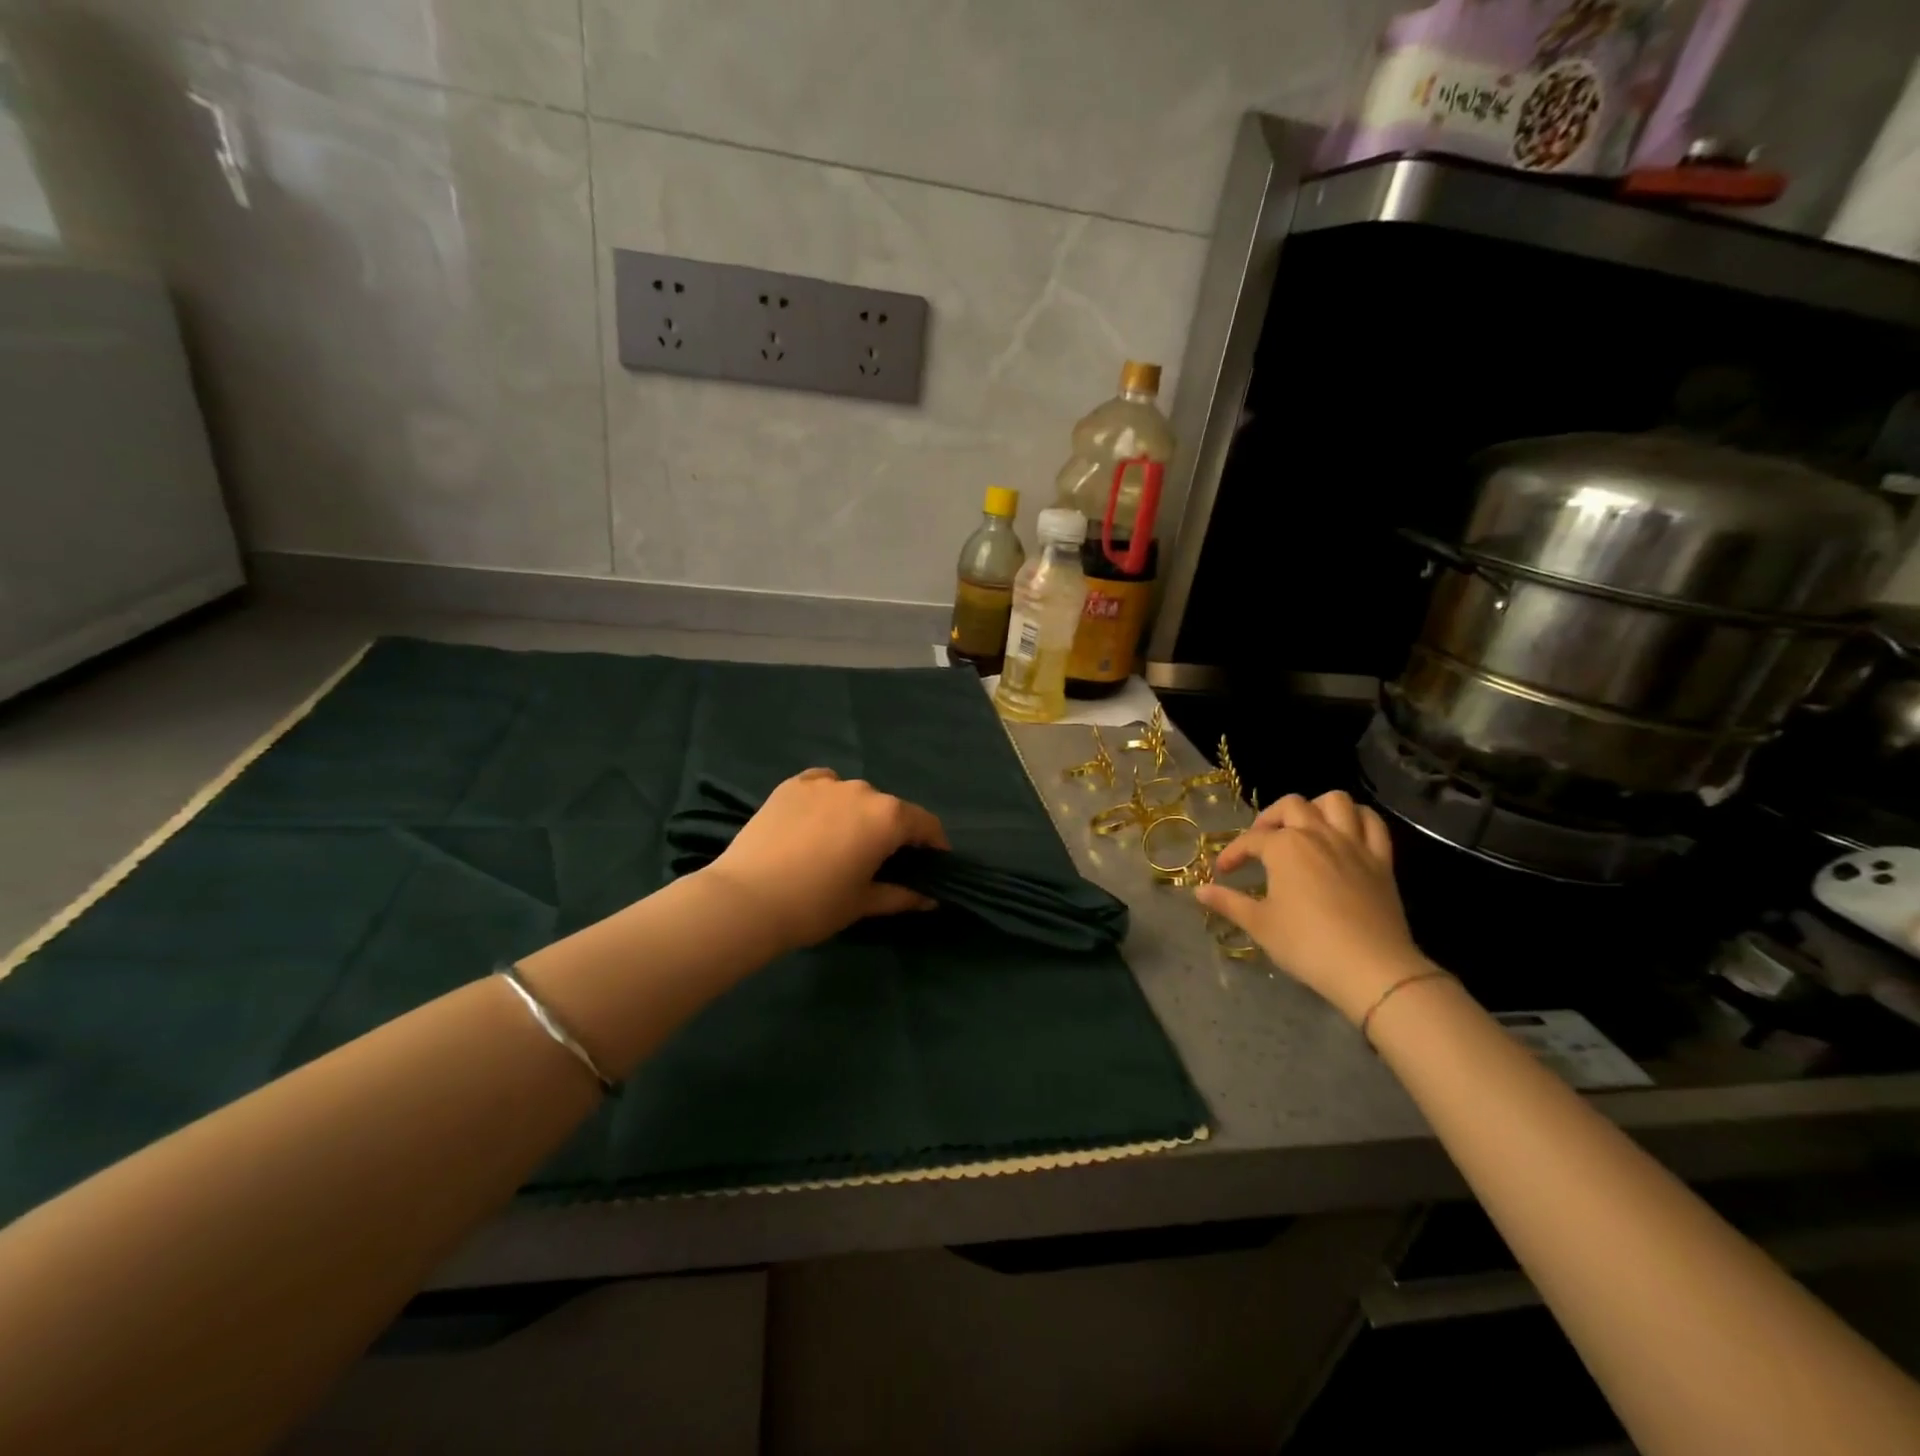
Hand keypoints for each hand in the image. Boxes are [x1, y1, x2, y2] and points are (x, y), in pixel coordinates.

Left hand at [702, 768, 949, 949]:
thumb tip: (930, 898)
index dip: (934, 846)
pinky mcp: (792, 785)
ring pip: (856, 796)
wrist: (746, 899)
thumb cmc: (815, 905)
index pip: (926, 825)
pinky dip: (829, 800)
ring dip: (860, 815)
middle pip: (891, 809)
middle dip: (894, 832)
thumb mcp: (864, 903)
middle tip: (882, 862)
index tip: (931, 866)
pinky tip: (819, 819)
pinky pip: (823, 785)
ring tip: (844, 843)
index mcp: (888, 817)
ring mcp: (825, 783)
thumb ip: (902, 895)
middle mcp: (863, 790)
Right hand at [1196, 791, 1428, 1023]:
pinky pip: (1373, 824)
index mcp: (1285, 846)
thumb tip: (1198, 890)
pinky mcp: (1382, 860)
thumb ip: (1228, 902)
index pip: (1251, 840)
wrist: (1371, 967)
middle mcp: (1318, 834)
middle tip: (1262, 842)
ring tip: (1305, 828)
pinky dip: (1358, 820)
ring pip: (1336, 802)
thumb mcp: (1259, 924)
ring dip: (1317, 808)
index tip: (1223, 872)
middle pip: (1292, 806)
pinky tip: (1345, 834)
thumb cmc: (1306, 944)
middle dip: (1271, 818)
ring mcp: (1353, 844)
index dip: (1233, 853)